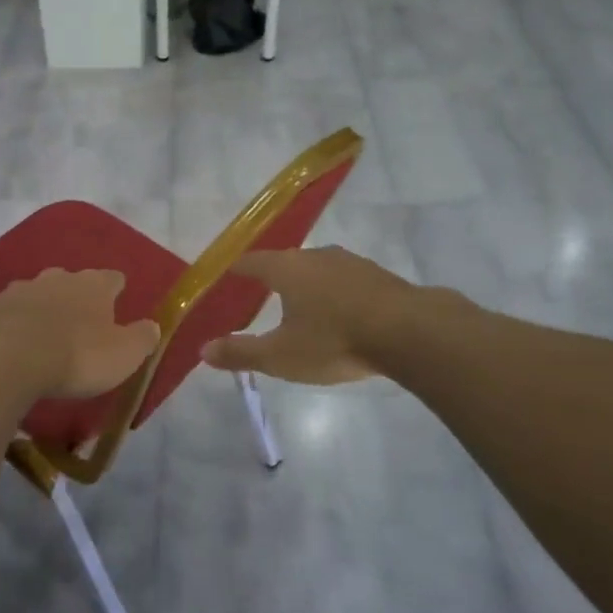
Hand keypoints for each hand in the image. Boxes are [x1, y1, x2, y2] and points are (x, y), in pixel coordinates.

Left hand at [0, 268, 160, 397]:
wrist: (3, 359)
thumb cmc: (75, 356)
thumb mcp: (124, 355)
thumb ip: (142, 338)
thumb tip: (152, 326)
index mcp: (92, 285)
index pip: (112, 278)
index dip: (115, 290)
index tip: (117, 301)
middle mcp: (56, 279)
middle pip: (70, 281)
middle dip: (75, 297)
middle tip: (78, 324)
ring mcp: (17, 291)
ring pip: (35, 295)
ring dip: (40, 310)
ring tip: (41, 337)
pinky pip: (4, 315)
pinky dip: (10, 326)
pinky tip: (9, 347)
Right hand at [200, 247, 424, 384]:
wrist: (409, 331)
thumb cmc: (334, 340)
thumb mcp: (281, 356)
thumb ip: (241, 352)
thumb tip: (203, 349)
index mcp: (286, 269)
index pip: (251, 262)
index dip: (236, 270)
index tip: (226, 278)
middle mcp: (315, 256)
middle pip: (285, 262)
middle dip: (272, 278)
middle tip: (261, 296)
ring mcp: (350, 262)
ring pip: (318, 269)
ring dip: (307, 285)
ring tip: (301, 307)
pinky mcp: (378, 275)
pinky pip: (345, 280)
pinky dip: (335, 293)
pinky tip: (340, 313)